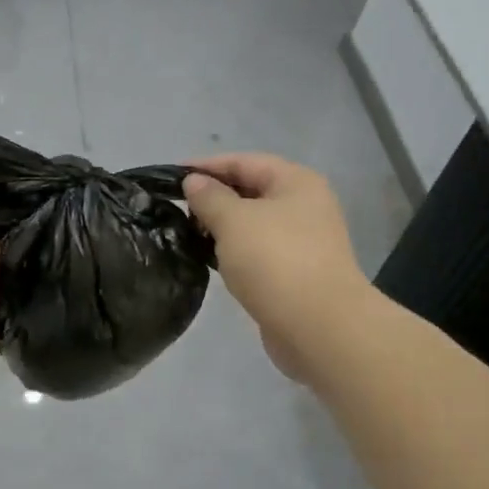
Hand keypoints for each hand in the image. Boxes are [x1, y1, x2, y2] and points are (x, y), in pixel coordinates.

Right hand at [184, 154, 372, 382]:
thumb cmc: (275, 261)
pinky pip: (258, 252)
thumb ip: (209, 197)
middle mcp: (304, 206)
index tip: (171, 177)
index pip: (244, 161)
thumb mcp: (234, 220)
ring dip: (222, 228)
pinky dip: (235, 252)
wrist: (318, 326)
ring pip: (254, 224)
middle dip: (213, 198)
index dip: (206, 166)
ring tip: (188, 235)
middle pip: (251, 191)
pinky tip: (211, 261)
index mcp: (296, 182)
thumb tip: (194, 182)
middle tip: (177, 211)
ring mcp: (303, 241)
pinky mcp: (296, 273)